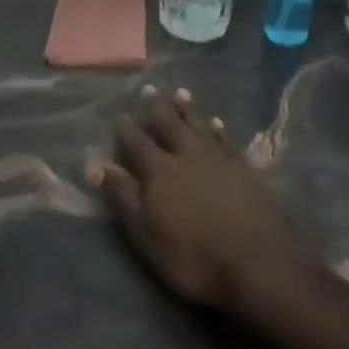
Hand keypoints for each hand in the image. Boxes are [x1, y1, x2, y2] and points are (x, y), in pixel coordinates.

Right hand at [92, 88, 323, 314]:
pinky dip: (219, 129)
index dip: (127, 130)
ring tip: (180, 93)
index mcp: (159, 170)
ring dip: (188, 110)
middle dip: (157, 108)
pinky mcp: (243, 167)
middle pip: (169, 125)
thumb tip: (95, 164)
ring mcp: (218, 158)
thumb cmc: (191, 254)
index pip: (137, 143)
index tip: (121, 116)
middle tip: (151, 90)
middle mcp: (187, 155)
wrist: (254, 259)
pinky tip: (216, 122)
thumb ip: (122, 195)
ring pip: (198, 125)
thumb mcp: (146, 232)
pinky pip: (226, 140)